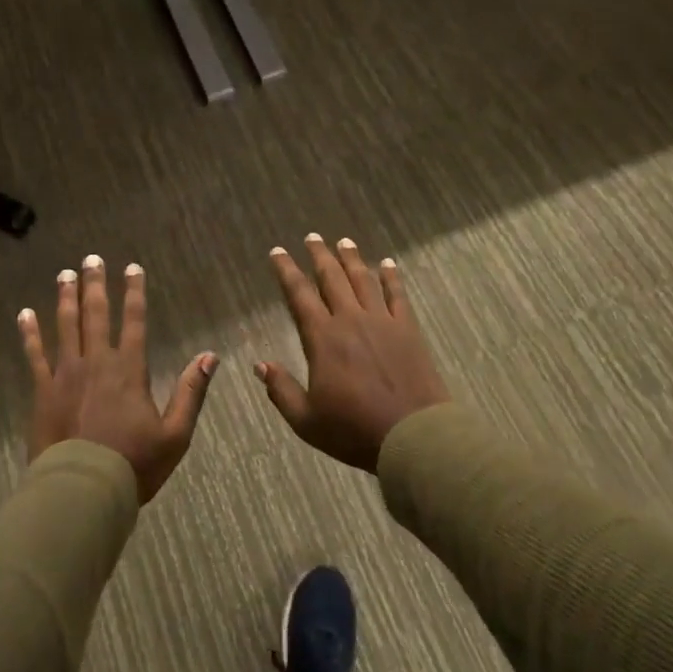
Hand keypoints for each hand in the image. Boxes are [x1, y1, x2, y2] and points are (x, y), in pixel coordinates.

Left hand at [19, 256, 217, 503]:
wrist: (83, 489)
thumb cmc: (134, 464)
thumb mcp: (176, 433)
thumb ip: (192, 391)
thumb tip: (210, 356)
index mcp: (129, 370)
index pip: (134, 321)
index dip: (134, 293)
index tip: (132, 268)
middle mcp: (97, 362)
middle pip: (96, 315)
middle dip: (95, 285)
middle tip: (91, 259)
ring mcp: (66, 374)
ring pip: (65, 326)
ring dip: (66, 298)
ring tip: (65, 274)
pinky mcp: (43, 391)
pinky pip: (34, 355)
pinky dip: (30, 333)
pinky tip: (24, 314)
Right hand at [257, 235, 448, 472]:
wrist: (412, 434)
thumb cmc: (354, 431)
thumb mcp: (306, 420)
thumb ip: (281, 390)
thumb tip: (260, 365)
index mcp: (322, 338)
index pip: (299, 295)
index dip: (287, 271)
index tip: (278, 252)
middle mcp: (351, 320)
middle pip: (332, 278)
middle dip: (319, 255)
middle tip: (312, 237)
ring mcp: (382, 321)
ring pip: (363, 280)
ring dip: (351, 258)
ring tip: (343, 241)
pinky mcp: (407, 329)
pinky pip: (397, 294)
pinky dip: (391, 276)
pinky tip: (387, 263)